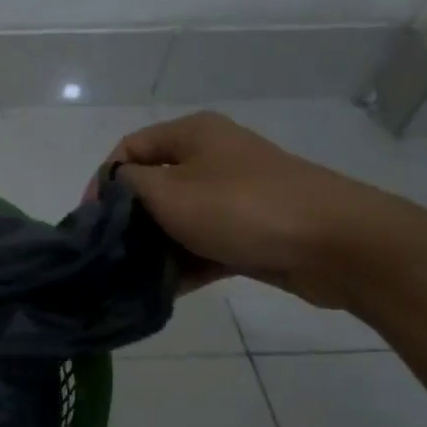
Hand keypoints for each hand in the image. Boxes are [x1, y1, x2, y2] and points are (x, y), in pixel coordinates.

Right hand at [102, 112, 410, 307]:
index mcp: (192, 134)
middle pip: (153, 187)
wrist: (337, 244)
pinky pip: (205, 245)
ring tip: (132, 278)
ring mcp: (235, 196)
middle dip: (129, 221)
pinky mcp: (252, 231)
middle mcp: (212, 158)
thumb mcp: (169, 192)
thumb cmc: (242, 208)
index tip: (90, 221)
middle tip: (108, 254)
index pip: (129, 149)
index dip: (103, 182)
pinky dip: (185, 264)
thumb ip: (128, 187)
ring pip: (178, 220)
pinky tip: (163, 292)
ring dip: (155, 248)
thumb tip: (112, 190)